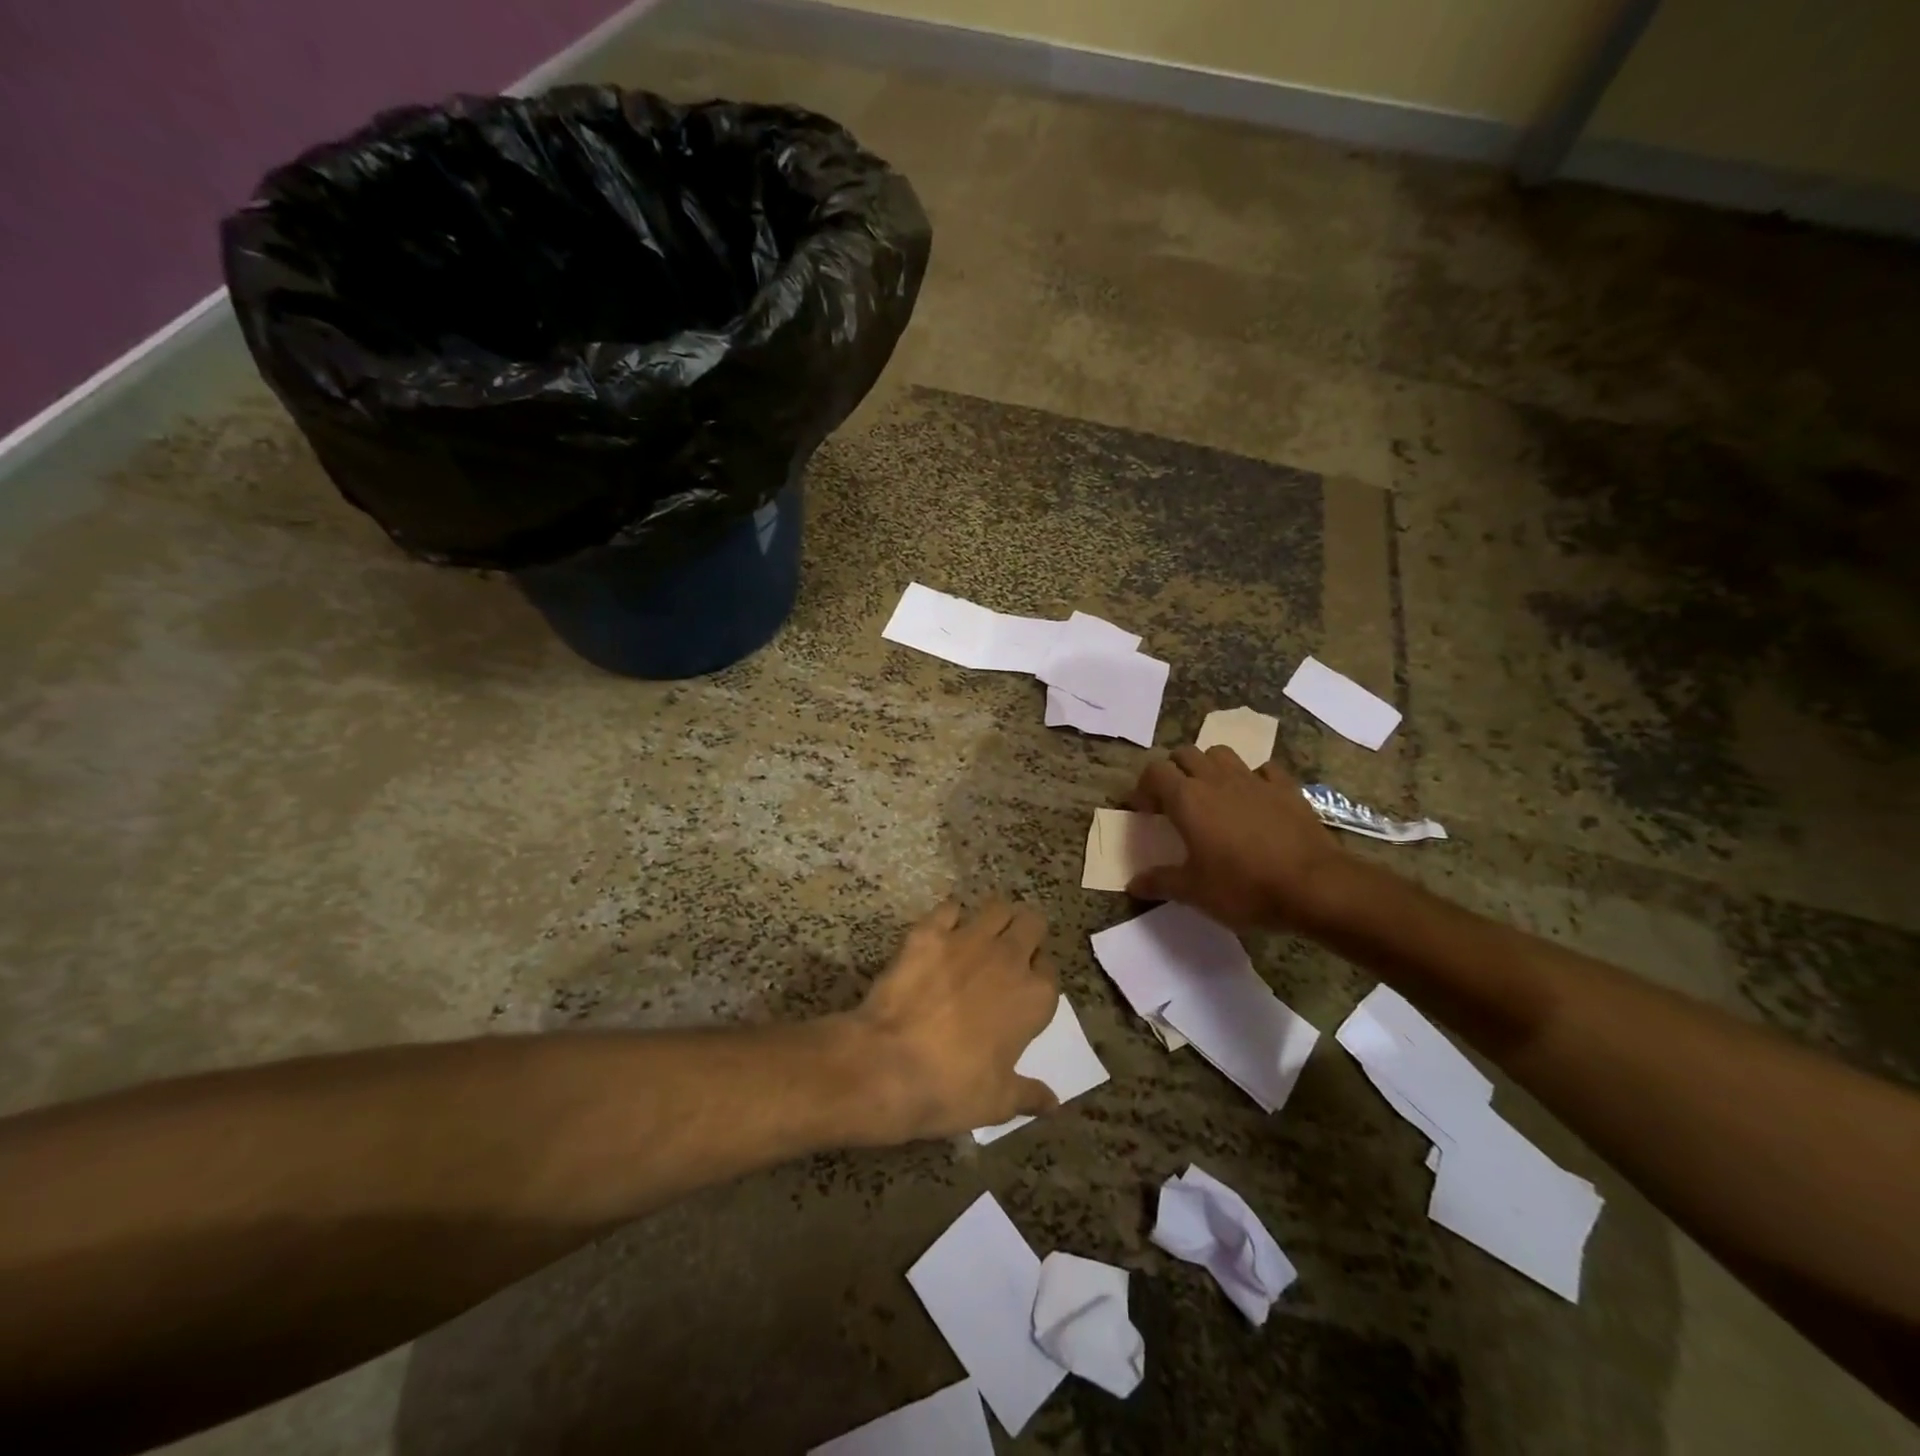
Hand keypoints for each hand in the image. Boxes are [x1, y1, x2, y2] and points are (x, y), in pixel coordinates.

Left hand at [850, 899, 1061, 1141]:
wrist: (888, 1065)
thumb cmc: (951, 1088)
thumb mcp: (997, 1103)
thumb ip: (1029, 1094)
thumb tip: (1052, 1103)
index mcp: (1033, 997)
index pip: (1050, 969)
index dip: (1039, 974)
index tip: (1027, 985)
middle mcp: (1008, 958)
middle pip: (1032, 923)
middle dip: (1025, 933)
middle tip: (1010, 951)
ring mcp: (968, 939)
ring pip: (997, 907)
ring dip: (995, 918)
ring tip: (982, 935)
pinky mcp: (930, 932)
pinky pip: (949, 908)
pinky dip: (949, 917)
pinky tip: (942, 932)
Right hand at [1127, 745, 1349, 932]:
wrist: (1314, 887)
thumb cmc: (1244, 887)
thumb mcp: (1194, 892)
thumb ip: (1160, 882)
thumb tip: (1133, 884)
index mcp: (1187, 799)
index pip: (1154, 772)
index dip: (1143, 788)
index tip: (1144, 812)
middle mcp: (1216, 780)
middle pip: (1184, 754)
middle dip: (1173, 771)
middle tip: (1173, 801)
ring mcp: (1254, 780)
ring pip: (1221, 754)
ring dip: (1209, 767)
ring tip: (1210, 794)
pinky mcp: (1286, 789)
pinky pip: (1262, 770)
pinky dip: (1252, 778)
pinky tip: (1253, 799)